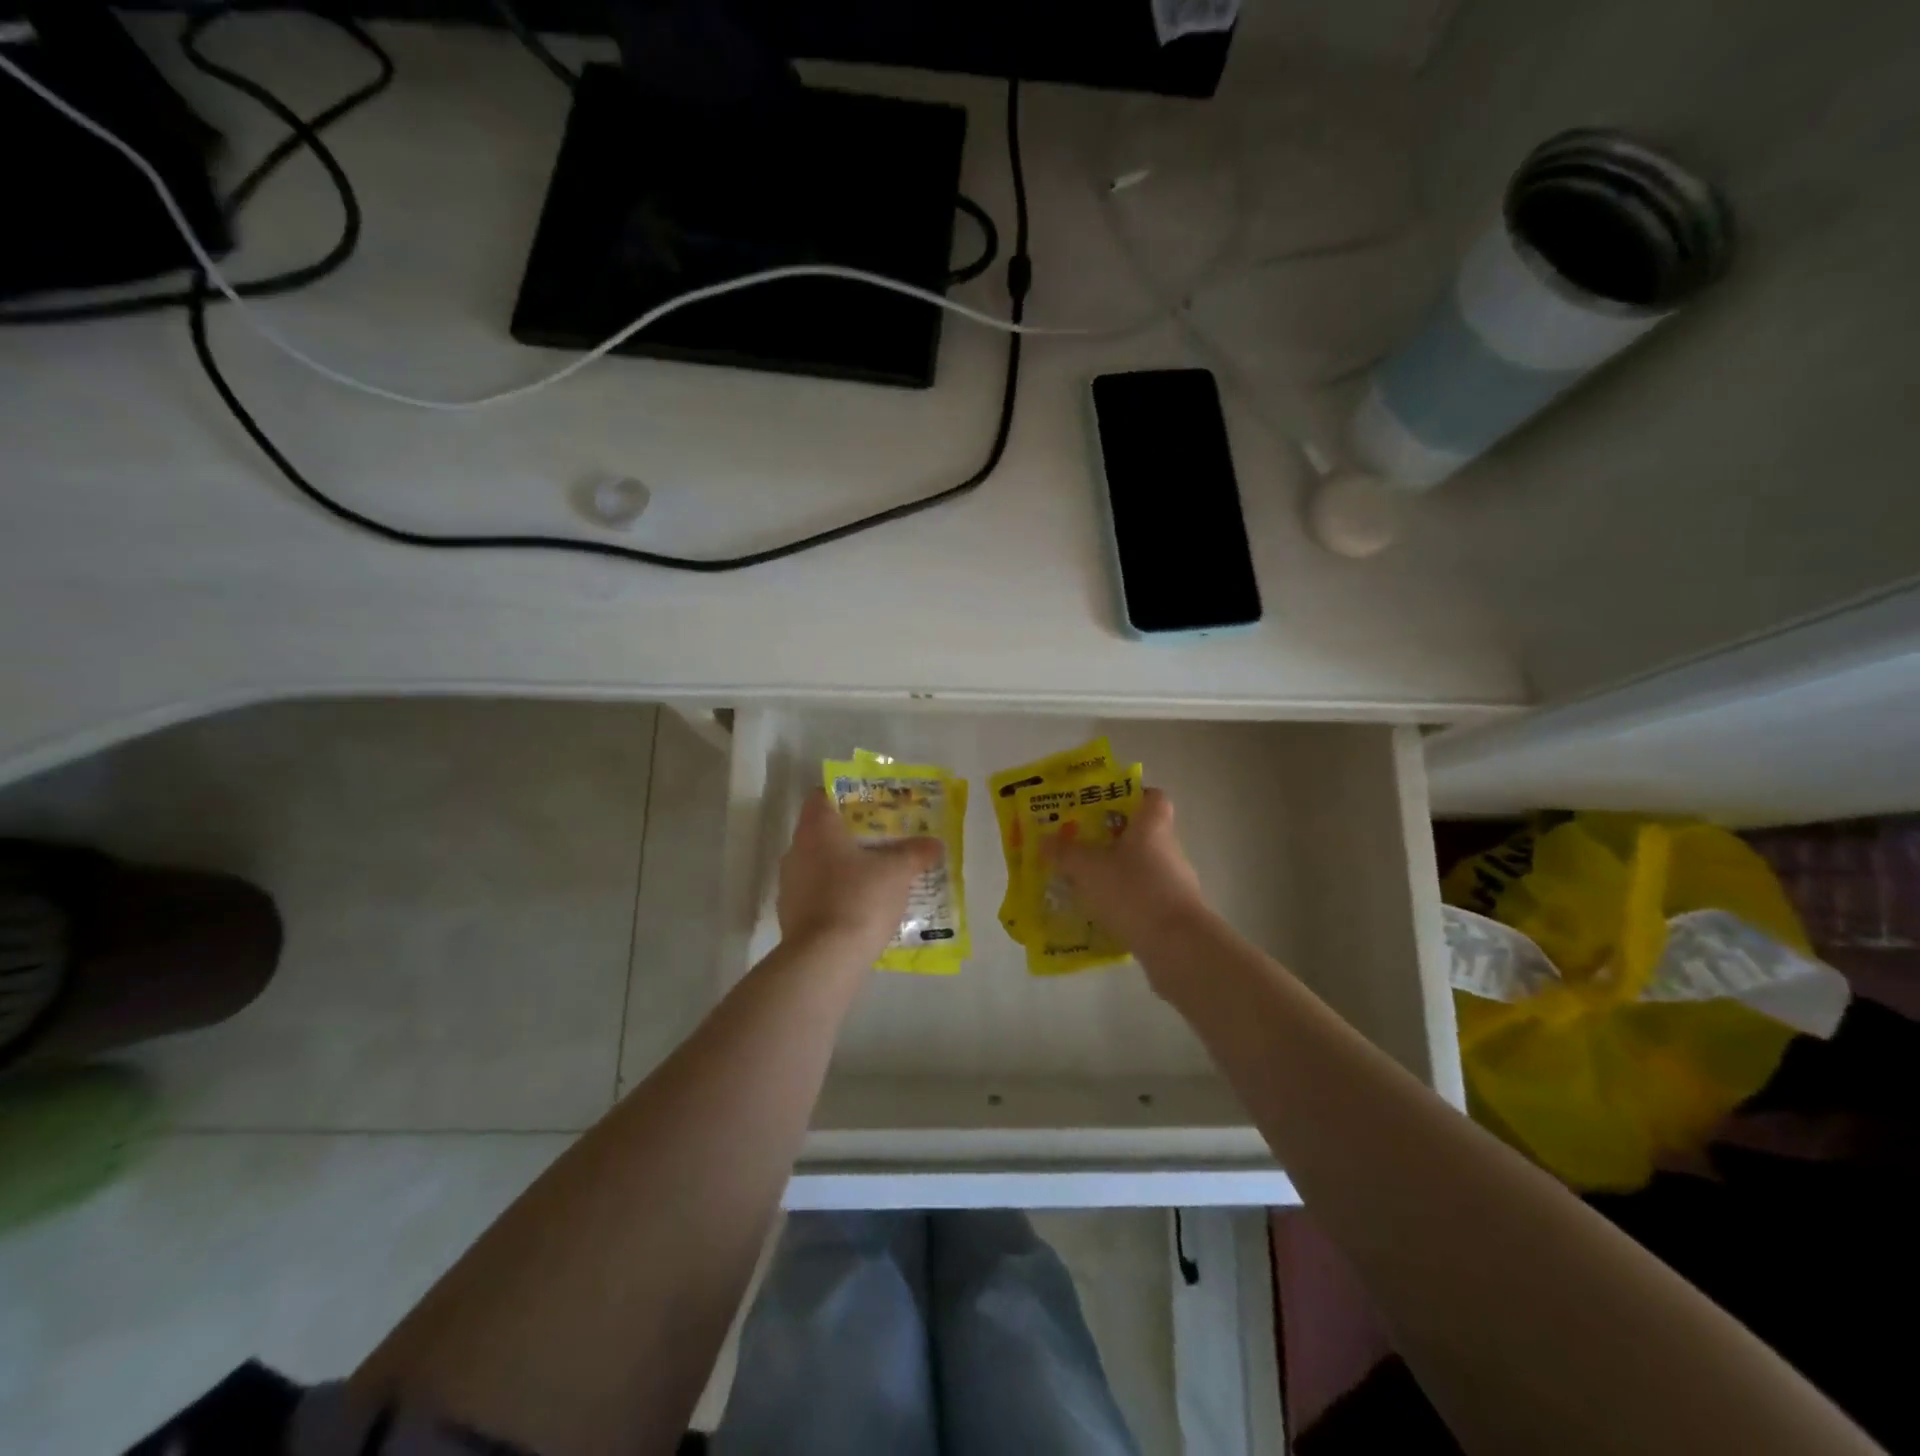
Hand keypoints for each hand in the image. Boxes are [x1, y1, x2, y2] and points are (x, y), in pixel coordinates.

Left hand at [778, 791, 942, 962]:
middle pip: (822, 832)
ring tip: (876, 876)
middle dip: (851, 835)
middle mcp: (796, 851)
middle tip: (882, 840)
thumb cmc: (860, 898)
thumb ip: (915, 853)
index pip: (821, 797)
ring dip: (843, 868)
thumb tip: (935, 843)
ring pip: (819, 865)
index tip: (869, 804)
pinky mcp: (791, 916)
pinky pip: (817, 895)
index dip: (844, 796)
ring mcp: (789, 885)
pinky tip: (861, 908)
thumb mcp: (897, 872)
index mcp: (817, 829)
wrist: (825, 959)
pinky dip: (836, 896)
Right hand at [1045, 788, 1212, 957]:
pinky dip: (1125, 901)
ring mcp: (1175, 882)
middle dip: (1113, 837)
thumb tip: (1045, 839)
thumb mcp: (1088, 869)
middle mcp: (1168, 848)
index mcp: (1152, 826)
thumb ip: (1065, 852)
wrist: (1176, 945)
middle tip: (1081, 844)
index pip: (1152, 797)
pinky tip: (1101, 913)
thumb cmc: (1132, 891)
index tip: (1105, 804)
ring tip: (1085, 881)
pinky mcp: (1174, 912)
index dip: (1132, 795)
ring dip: (1118, 871)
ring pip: (1142, 867)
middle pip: (1142, 833)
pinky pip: (1145, 897)